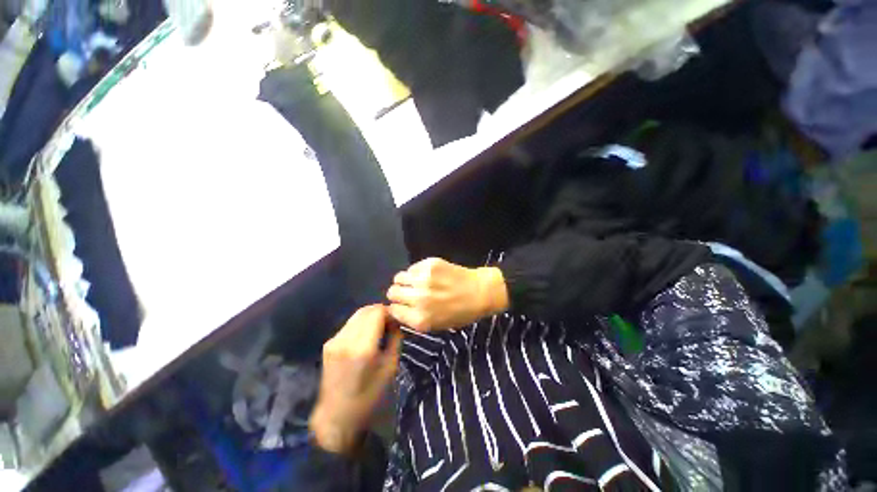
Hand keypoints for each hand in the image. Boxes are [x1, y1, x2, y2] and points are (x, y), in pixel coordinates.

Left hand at [310, 305, 401, 454]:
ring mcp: (334, 340)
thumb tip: (395, 322)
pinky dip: (360, 324)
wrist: (336, 416)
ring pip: (357, 315)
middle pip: (366, 310)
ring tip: (378, 330)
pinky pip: (349, 324)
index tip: (395, 322)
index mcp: (363, 348)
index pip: (377, 312)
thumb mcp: (390, 368)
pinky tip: (365, 337)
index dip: (389, 312)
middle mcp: (346, 340)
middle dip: (380, 312)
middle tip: (389, 324)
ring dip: (370, 317)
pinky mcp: (328, 343)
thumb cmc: (369, 396)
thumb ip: (395, 339)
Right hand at [386, 258, 508, 331]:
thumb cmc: (461, 312)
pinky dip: (416, 272)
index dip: (397, 307)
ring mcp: (423, 280)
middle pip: (392, 292)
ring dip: (405, 281)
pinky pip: (412, 267)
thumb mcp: (436, 325)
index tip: (403, 305)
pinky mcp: (429, 264)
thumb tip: (398, 308)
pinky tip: (428, 275)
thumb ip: (414, 319)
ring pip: (398, 277)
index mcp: (420, 319)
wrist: (480, 292)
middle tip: (409, 292)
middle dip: (398, 293)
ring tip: (417, 282)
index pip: (393, 310)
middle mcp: (418, 299)